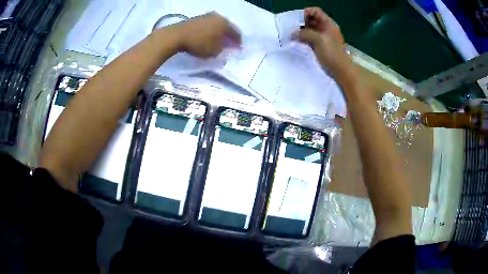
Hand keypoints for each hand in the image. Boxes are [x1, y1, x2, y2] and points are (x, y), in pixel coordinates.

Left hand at [172, 12, 240, 57]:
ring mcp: (207, 16)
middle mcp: (218, 17)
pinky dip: (211, 31)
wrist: (177, 35)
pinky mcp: (197, 18)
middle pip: (227, 27)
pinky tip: (209, 37)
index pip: (236, 32)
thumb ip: (223, 49)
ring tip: (219, 41)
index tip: (238, 48)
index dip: (238, 42)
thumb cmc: (198, 43)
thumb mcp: (214, 51)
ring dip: (219, 33)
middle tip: (230, 44)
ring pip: (217, 25)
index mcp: (225, 23)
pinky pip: (209, 25)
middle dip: (229, 36)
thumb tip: (225, 46)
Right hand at [292, 7, 350, 78]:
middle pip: (311, 19)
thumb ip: (305, 33)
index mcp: (328, 23)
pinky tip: (294, 40)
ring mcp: (322, 37)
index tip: (297, 18)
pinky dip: (302, 38)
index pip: (316, 11)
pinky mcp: (318, 45)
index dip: (306, 12)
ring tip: (290, 33)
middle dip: (301, 21)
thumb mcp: (319, 40)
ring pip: (309, 29)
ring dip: (300, 30)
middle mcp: (325, 28)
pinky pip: (308, 38)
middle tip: (291, 26)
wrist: (340, 70)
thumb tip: (293, 33)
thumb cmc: (332, 53)